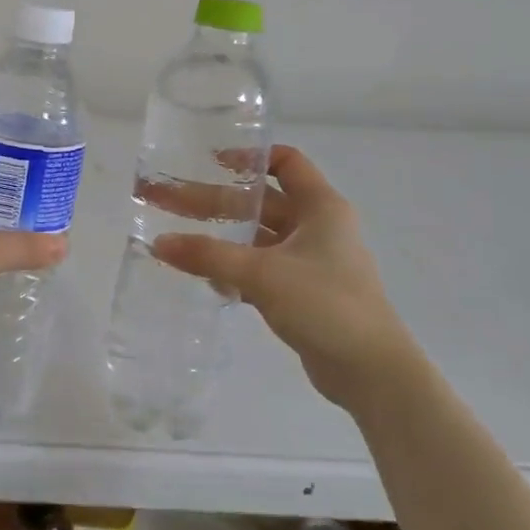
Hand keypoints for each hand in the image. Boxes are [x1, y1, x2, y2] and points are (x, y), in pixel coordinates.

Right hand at [152, 146, 417, 413]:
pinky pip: (261, 269)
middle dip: (214, 200)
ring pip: (258, 237)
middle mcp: (318, 227)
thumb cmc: (325, 304)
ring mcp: (311, 262)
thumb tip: (158, 243)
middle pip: (261, 202)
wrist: (371, 372)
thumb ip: (209, 256)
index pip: (286, 162)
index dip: (249, 157)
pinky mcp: (303, 293)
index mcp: (320, 207)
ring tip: (177, 236)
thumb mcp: (262, 274)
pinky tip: (203, 276)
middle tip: (167, 199)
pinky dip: (234, 269)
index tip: (210, 162)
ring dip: (221, 236)